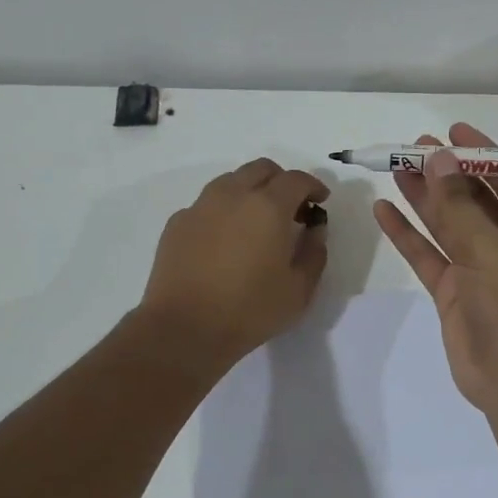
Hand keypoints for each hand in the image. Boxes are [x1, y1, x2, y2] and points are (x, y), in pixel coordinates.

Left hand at [140, 158, 329, 366]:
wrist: (183, 329)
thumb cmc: (249, 310)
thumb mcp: (299, 289)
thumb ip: (314, 252)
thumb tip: (314, 229)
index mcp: (268, 206)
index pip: (296, 179)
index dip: (313, 186)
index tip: (320, 202)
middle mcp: (232, 195)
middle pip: (261, 169)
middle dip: (282, 181)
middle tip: (291, 209)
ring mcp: (200, 206)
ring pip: (231, 181)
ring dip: (251, 191)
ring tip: (257, 221)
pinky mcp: (177, 223)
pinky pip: (207, 204)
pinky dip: (224, 211)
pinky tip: (226, 240)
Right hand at [373, 123, 497, 417]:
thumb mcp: (491, 252)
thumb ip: (461, 207)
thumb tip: (439, 160)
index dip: (482, 154)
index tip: (453, 131)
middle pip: (475, 199)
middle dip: (447, 173)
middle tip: (414, 148)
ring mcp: (480, 268)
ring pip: (448, 224)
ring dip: (424, 197)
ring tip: (395, 168)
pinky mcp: (454, 291)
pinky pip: (428, 254)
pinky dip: (408, 234)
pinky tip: (385, 210)